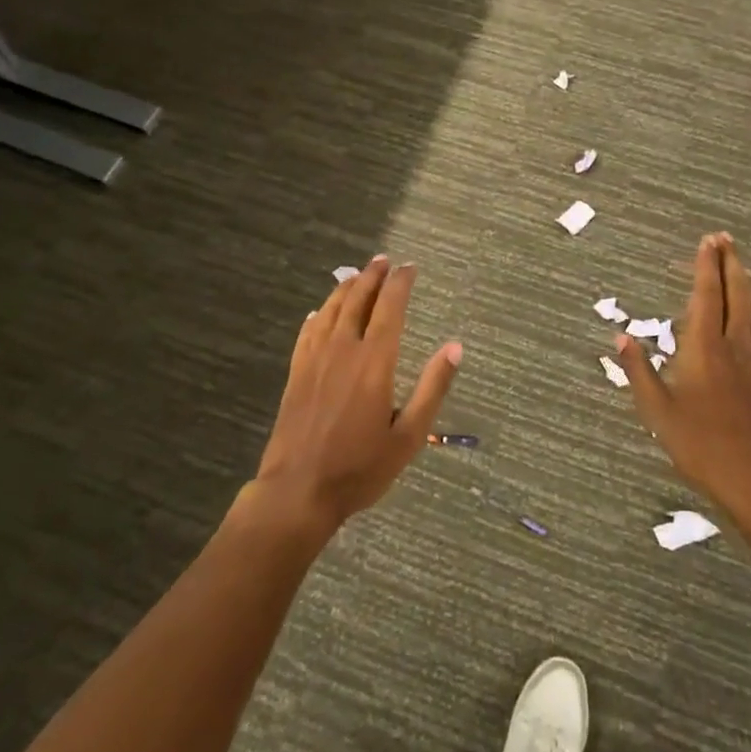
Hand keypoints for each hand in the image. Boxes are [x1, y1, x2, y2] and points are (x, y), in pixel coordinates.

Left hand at [254, 256, 462, 532]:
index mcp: (375, 362)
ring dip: (346, 288)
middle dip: (373, 276)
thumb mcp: (409, 436)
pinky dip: (318, 315)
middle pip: (358, 300)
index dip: (400, 283)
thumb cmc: (360, 468)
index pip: (390, 308)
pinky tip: (320, 312)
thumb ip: (432, 388)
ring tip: (358, 275)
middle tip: (384, 260)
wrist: (298, 491)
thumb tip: (454, 347)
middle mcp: (343, 350)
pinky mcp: (296, 373)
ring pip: (331, 310)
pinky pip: (308, 332)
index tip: (410, 267)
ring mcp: (315, 359)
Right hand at [615, 233, 750, 511]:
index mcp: (705, 346)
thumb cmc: (699, 443)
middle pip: (737, 291)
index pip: (707, 294)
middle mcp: (735, 344)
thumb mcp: (657, 409)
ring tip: (738, 267)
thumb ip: (638, 370)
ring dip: (747, 282)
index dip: (706, 265)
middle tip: (724, 238)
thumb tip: (621, 336)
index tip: (707, 241)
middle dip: (730, 262)